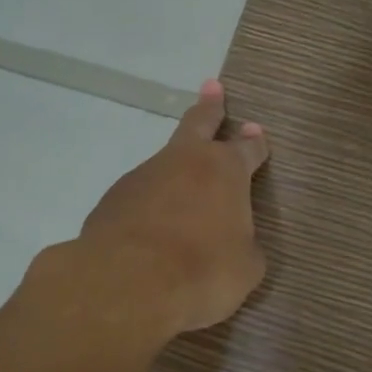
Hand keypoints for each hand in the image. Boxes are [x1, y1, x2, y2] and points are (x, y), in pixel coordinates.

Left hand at [74, 79, 269, 335]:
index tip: (257, 132)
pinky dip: (149, 205)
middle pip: (199, 123)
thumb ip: (243, 246)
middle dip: (210, 106)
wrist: (127, 284)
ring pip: (165, 163)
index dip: (255, 143)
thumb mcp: (244, 267)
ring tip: (181, 195)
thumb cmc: (203, 271)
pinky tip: (150, 228)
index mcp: (225, 171)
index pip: (247, 149)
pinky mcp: (113, 199)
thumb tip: (235, 243)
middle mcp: (184, 162)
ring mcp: (144, 176)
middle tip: (212, 87)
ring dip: (175, 170)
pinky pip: (140, 196)